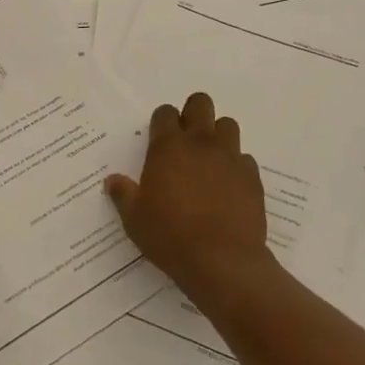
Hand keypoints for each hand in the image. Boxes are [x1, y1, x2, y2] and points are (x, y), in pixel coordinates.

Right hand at [104, 93, 271, 299]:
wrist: (221, 260)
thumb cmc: (170, 236)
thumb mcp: (134, 218)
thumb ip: (123, 194)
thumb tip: (112, 181)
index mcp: (168, 147)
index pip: (165, 113)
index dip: (162, 121)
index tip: (159, 136)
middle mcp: (200, 143)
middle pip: (200, 104)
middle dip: (193, 113)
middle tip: (186, 137)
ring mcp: (230, 157)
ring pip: (228, 125)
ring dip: (217, 135)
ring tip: (209, 158)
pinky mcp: (252, 177)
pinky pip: (244, 158)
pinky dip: (236, 165)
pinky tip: (228, 186)